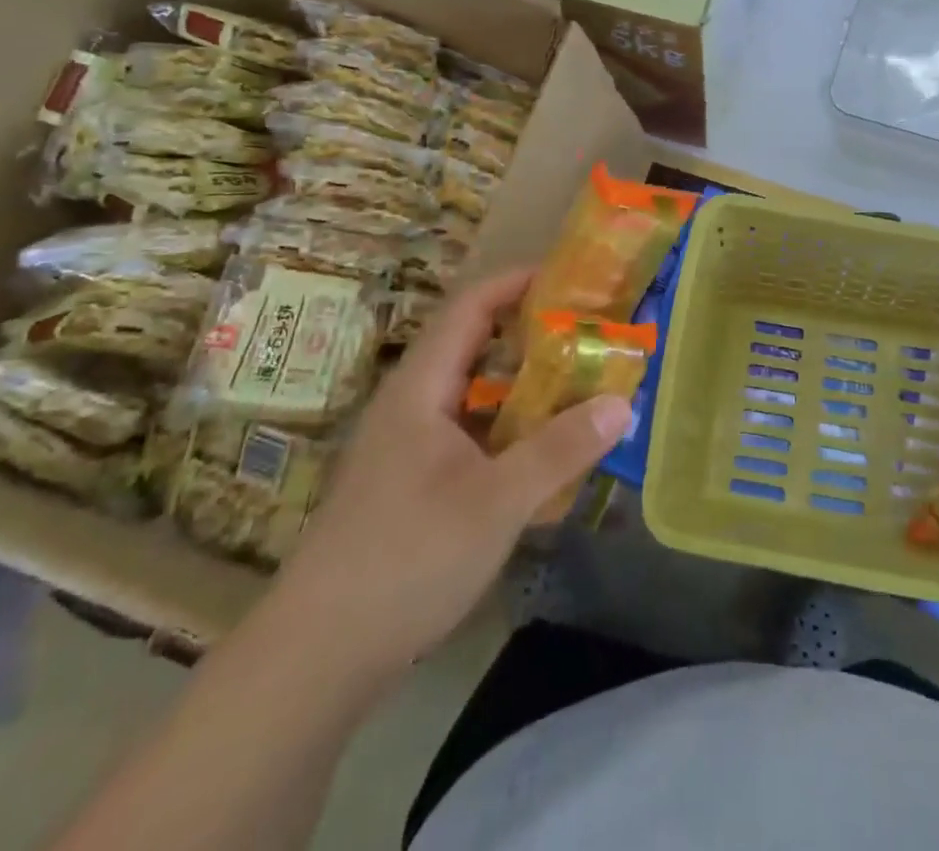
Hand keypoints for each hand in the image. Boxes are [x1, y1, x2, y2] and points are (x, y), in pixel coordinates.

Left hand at [262, 270, 631, 691]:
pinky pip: (470, 433)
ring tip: (579, 383)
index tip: (572, 278)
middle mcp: (411, 405)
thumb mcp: (497, 501)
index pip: (470, 306)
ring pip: (473, 393)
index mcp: (421, 388)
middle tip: (590, 333)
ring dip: (524, 384)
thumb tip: (622, 403)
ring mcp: (408, 447)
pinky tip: (543, 452)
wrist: (316, 659)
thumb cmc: (407, 558)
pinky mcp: (411, 485)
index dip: (518, 282)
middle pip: (474, 345)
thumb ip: (561, 448)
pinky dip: (510, 427)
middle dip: (532, 333)